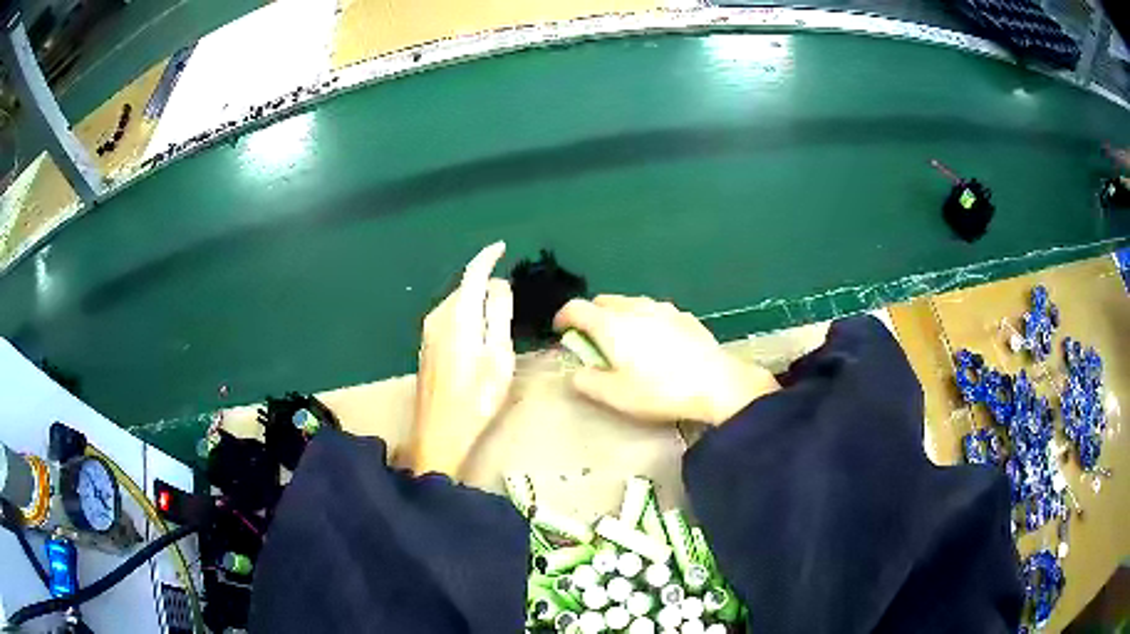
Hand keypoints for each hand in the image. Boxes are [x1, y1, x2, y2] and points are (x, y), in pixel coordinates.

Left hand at [410, 242, 514, 476]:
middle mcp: (438, 317)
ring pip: (456, 303)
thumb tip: (498, 284)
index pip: (473, 273)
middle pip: (464, 288)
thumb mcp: (498, 355)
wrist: (439, 433)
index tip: (501, 247)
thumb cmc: (476, 397)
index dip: (487, 257)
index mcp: (458, 316)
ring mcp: (428, 333)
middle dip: (484, 283)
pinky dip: (465, 314)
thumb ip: (498, 315)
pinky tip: (476, 334)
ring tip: (496, 318)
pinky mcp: (426, 347)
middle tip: (509, 298)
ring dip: (475, 301)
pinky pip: (449, 317)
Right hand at [554, 295, 778, 424]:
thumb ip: (587, 382)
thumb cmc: (659, 391)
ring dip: (620, 316)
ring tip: (626, 340)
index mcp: (611, 324)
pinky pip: (655, 311)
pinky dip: (646, 320)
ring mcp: (663, 308)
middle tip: (594, 340)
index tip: (561, 332)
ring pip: (631, 303)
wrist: (715, 384)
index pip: (576, 308)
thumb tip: (576, 373)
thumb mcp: (616, 396)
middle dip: (592, 316)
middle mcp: (634, 307)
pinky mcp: (685, 316)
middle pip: (603, 301)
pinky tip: (657, 342)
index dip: (563, 318)